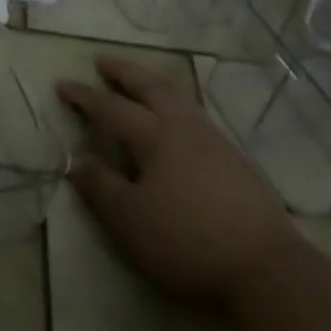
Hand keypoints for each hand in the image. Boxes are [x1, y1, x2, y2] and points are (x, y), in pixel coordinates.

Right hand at [58, 56, 302, 305]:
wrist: (268, 270)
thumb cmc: (187, 241)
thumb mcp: (130, 220)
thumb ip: (101, 186)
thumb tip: (77, 159)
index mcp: (155, 137)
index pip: (111, 108)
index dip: (84, 96)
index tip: (61, 84)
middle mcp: (184, 129)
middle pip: (151, 88)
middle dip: (124, 72)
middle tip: (103, 60)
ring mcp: (215, 142)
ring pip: (179, 98)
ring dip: (153, 84)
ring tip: (140, 81)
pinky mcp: (236, 161)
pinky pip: (196, 116)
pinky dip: (176, 104)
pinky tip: (178, 119)